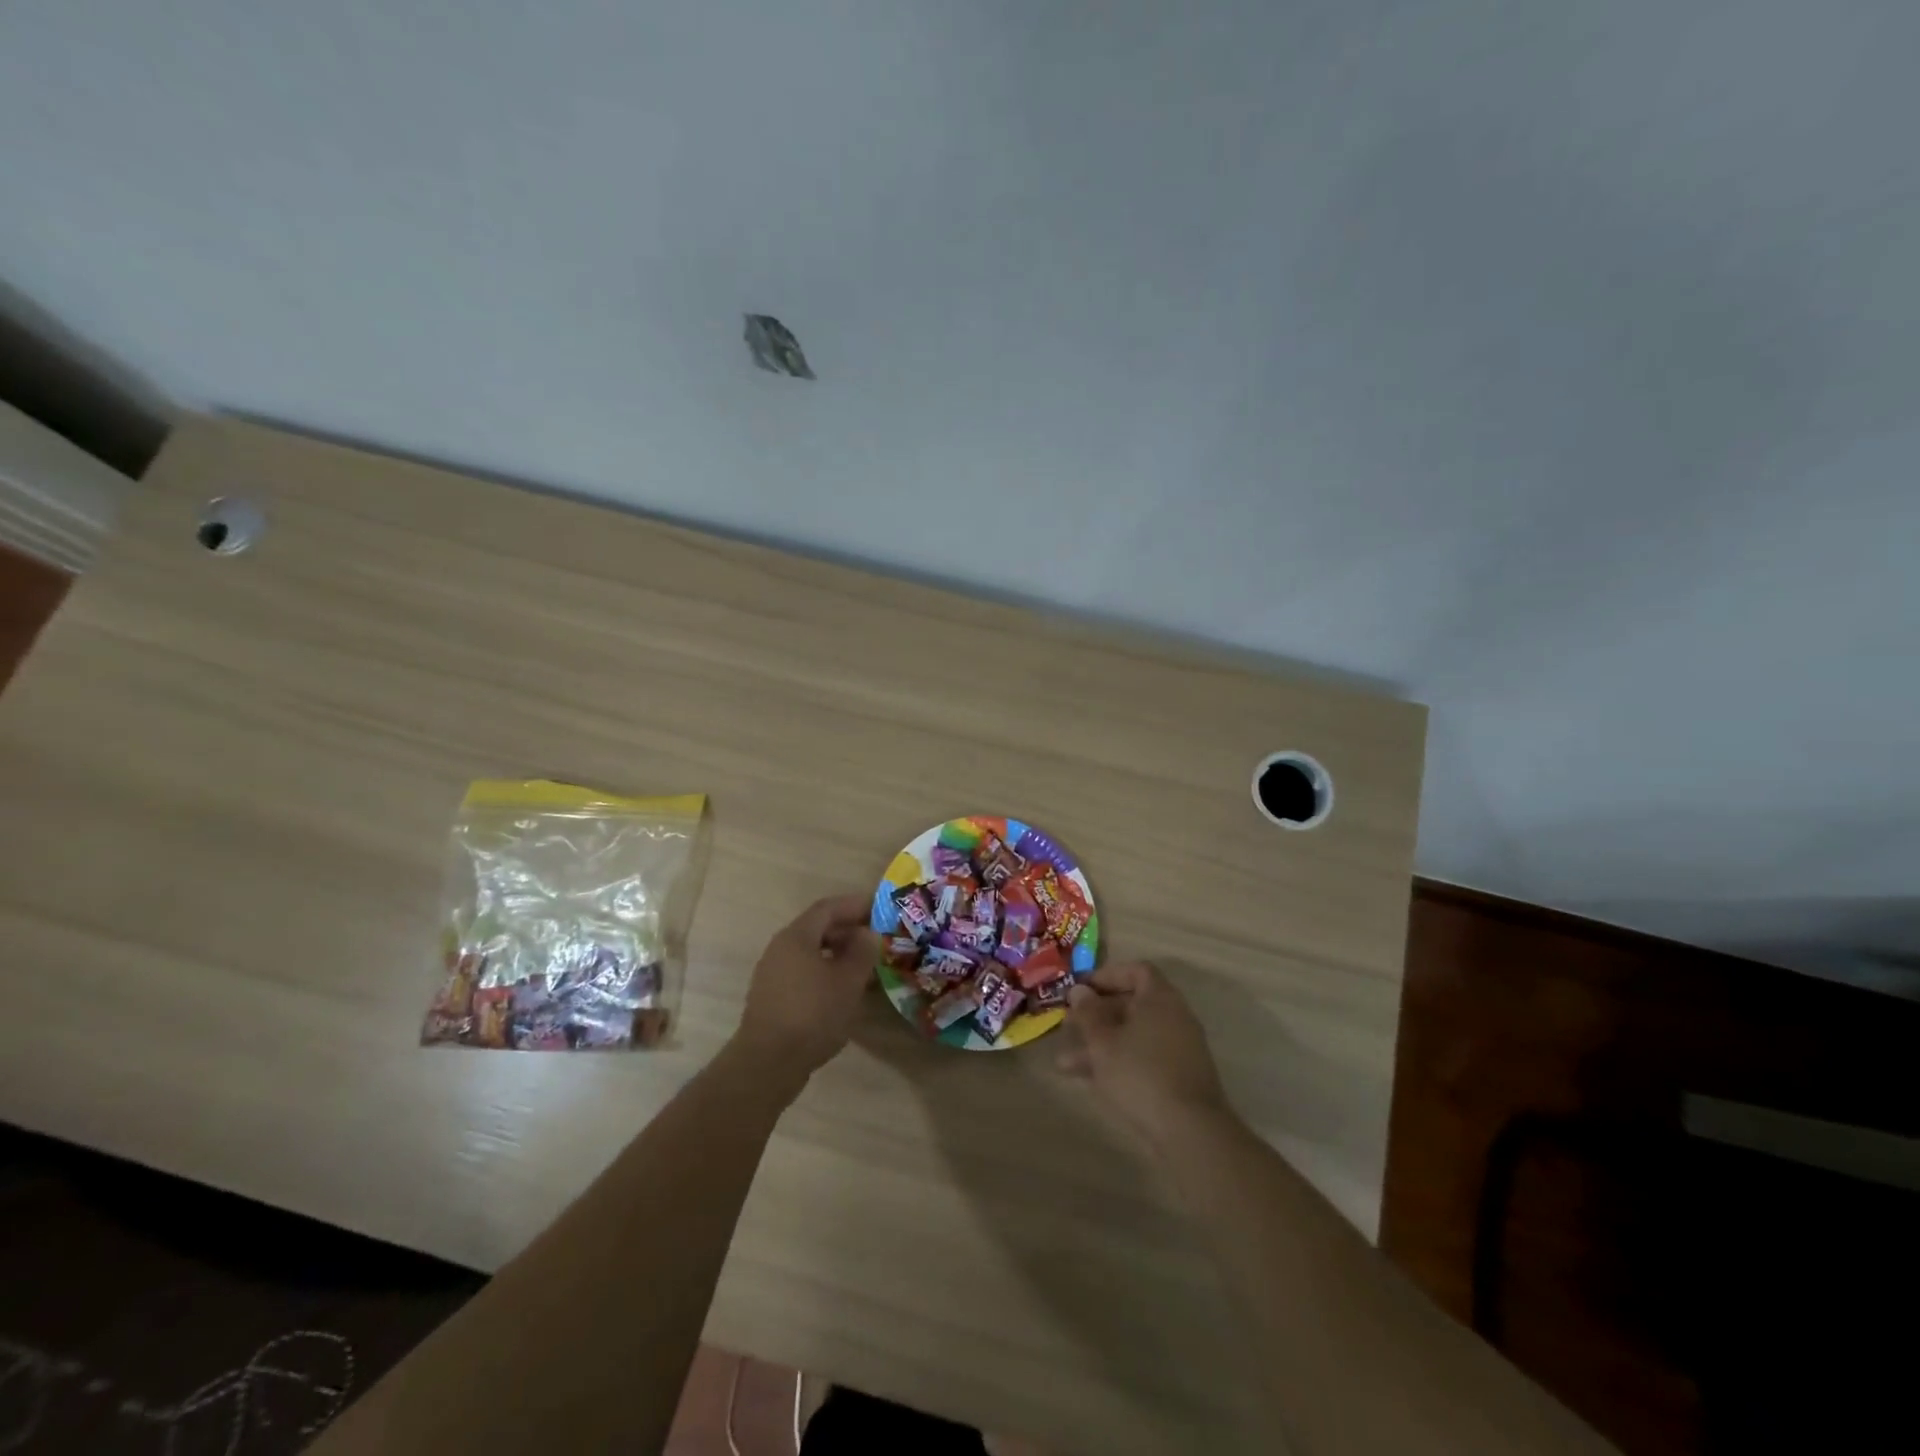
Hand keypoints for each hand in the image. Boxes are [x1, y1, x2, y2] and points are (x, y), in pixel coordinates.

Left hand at [730, 894, 879, 1082]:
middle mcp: (780, 948)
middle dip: (848, 931)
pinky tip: (842, 992)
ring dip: (838, 955)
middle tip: (875, 940)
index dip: (855, 905)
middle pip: (817, 929)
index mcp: (796, 936)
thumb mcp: (848, 981)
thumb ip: (862, 952)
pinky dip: (825, 973)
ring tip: (864, 968)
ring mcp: (772, 974)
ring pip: (811, 953)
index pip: (828, 908)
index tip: (879, 909)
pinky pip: (803, 973)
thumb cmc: (812, 1014)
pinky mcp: (772, 998)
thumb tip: (867, 934)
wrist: (767, 1063)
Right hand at [1059, 961, 1230, 1149]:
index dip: (1106, 976)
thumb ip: (1088, 1013)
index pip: (1136, 971)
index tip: (1080, 989)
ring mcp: (1179, 1049)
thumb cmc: (1140, 1074)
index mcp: (1160, 998)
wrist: (1190, 1132)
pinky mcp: (1178, 1078)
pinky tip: (1090, 1082)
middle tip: (1067, 1026)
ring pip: (1133, 1037)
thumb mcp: (1103, 1042)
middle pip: (1131, 1005)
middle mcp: (1174, 1017)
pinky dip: (1118, 1064)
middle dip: (1095, 1016)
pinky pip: (1143, 1059)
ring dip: (1099, 1045)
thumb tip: (1079, 991)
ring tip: (1064, 1064)